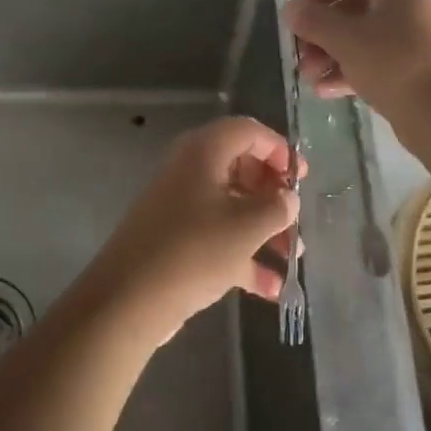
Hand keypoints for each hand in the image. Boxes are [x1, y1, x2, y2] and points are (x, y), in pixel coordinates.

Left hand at [85, 116, 300, 341]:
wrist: (128, 299)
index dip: (279, 149)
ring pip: (231, 205)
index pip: (248, 131)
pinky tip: (271, 288)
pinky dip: (243, 255)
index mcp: (204, 152)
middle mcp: (190, 170)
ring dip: (264, 228)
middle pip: (241, 168)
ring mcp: (180, 205)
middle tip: (295, 218)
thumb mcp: (246, 227)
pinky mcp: (175, 238)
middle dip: (273, 195)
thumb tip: (288, 197)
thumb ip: (276, 207)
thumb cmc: (194, 251)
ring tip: (292, 257)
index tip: (301, 178)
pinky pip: (217, 236)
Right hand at [283, 0, 430, 123]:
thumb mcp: (345, 39)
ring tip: (309, 77)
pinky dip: (349, 69)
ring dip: (330, 54)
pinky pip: (374, 58)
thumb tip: (290, 8)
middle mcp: (407, 1)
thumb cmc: (394, 63)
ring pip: (361, 35)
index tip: (295, 15)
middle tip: (299, 54)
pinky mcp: (413, 64)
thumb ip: (313, 20)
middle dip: (320, 31)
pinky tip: (326, 90)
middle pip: (352, 6)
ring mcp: (412, 34)